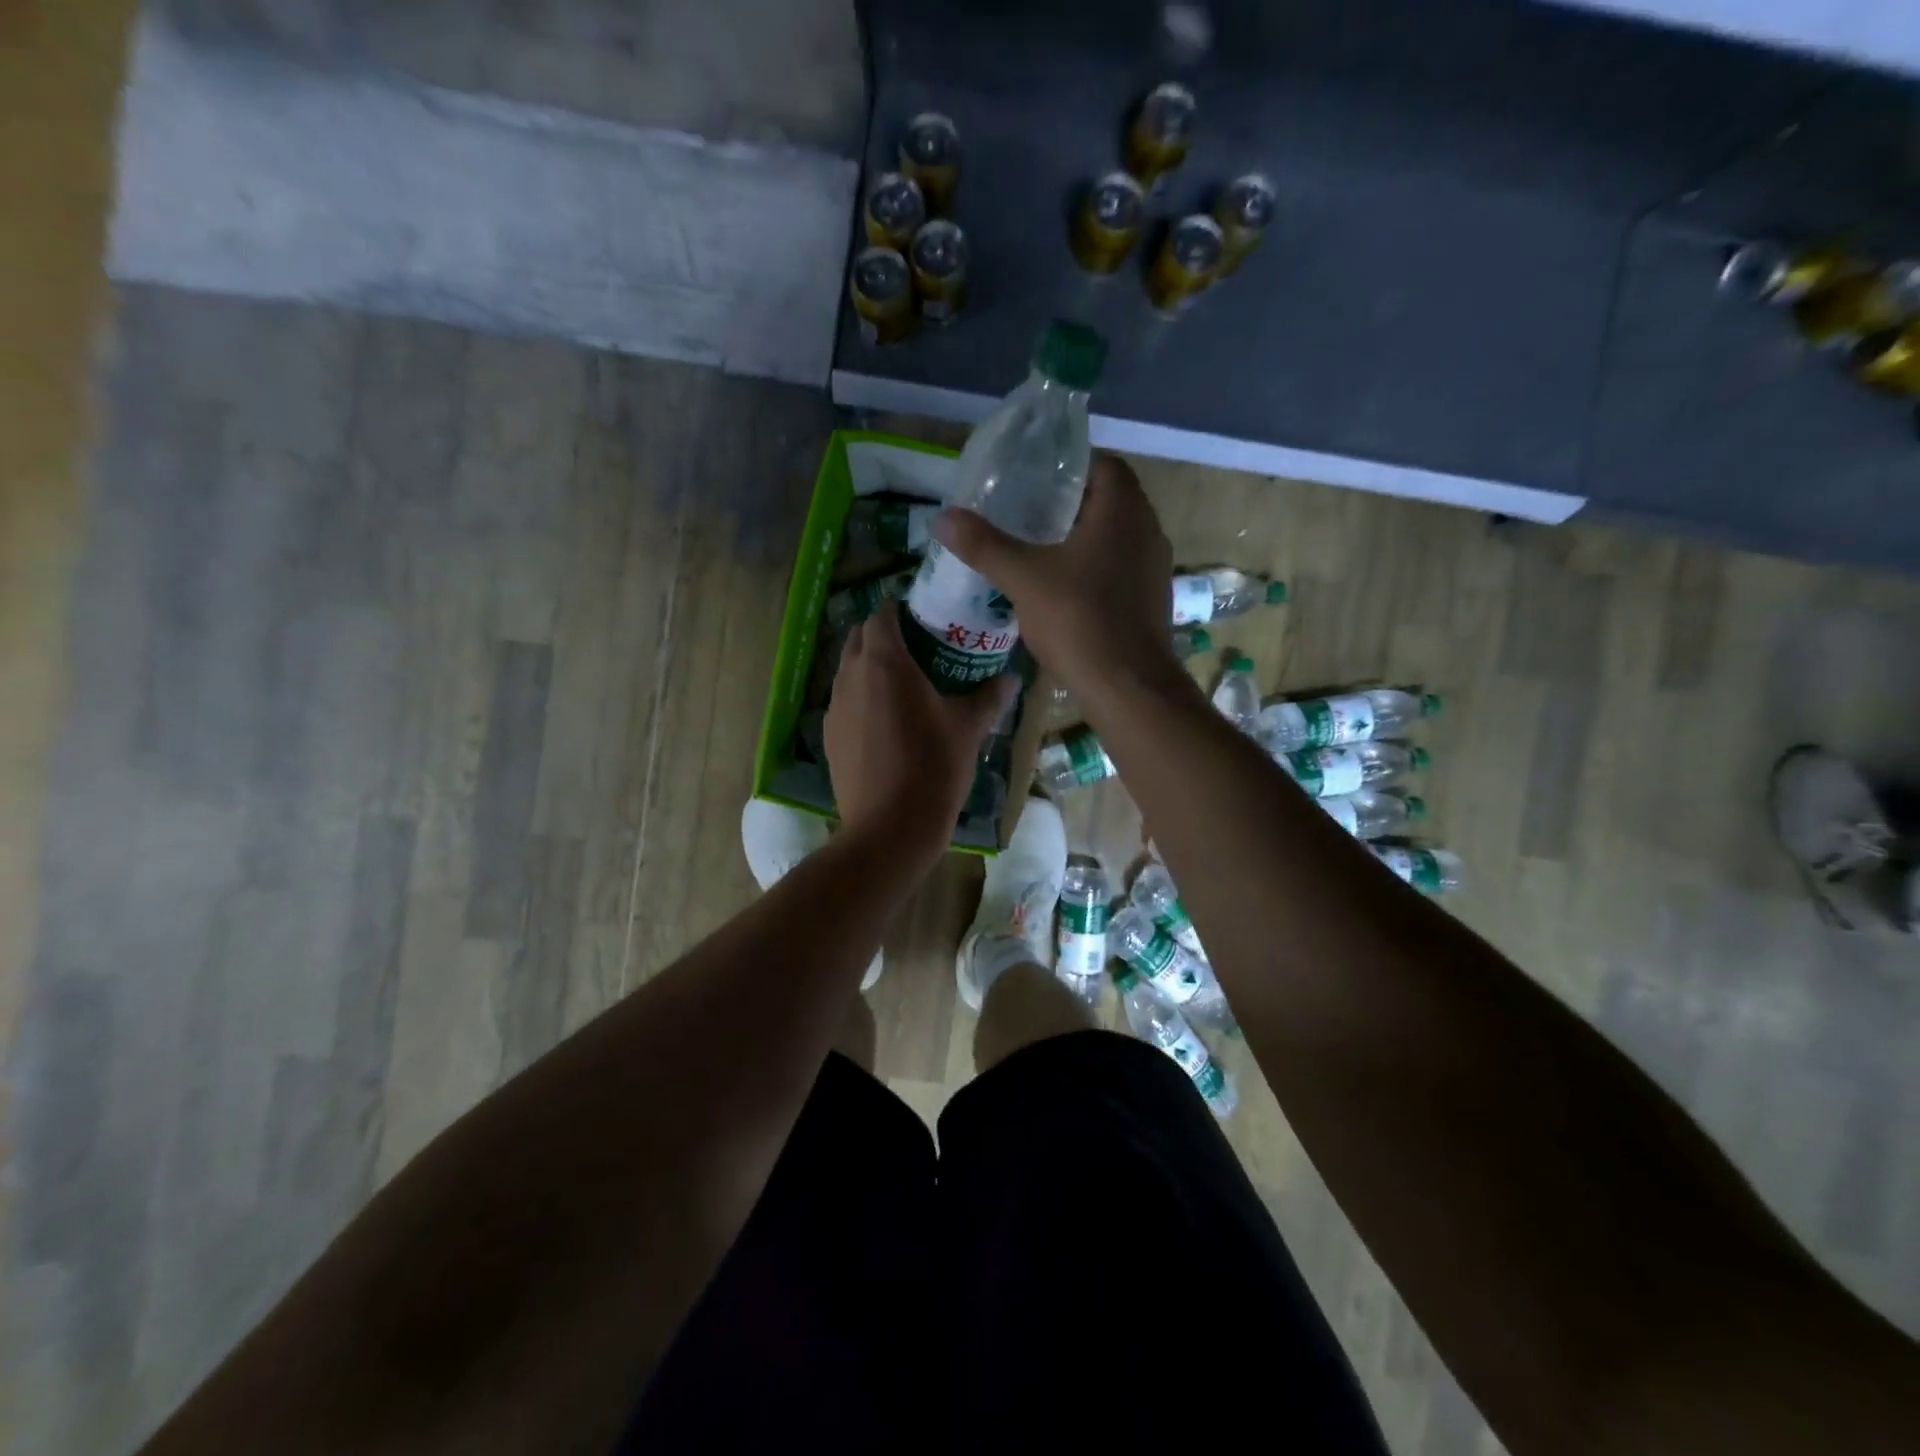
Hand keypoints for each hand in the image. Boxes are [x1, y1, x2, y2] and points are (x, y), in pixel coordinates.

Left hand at [825, 600, 1013, 865]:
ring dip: (868, 666)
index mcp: (885, 662)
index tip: (923, 618)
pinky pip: (844, 701)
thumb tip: (1011, 678)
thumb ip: (990, 696)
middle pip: (858, 638)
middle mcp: (851, 676)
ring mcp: (835, 707)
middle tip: (916, 648)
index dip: (900, 611)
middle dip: (881, 635)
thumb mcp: (969, 728)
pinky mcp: (829, 735)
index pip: (882, 615)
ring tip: (901, 684)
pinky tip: (885, 721)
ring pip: (848, 670)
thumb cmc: (933, 767)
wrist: (889, 827)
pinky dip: (861, 697)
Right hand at [930, 453, 1184, 711]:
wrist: (1129, 687)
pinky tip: (1067, 587)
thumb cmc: (1079, 621)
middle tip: (1029, 512)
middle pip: (1110, 499)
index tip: (1035, 480)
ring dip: (1085, 536)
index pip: (1103, 464)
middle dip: (1071, 503)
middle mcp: (1148, 529)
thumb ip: (984, 545)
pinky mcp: (1153, 597)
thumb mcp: (1023, 579)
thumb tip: (942, 518)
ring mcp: (1155, 566)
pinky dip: (1097, 565)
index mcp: (1123, 510)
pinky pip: (1123, 566)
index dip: (1069, 466)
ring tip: (1042, 547)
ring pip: (1118, 535)